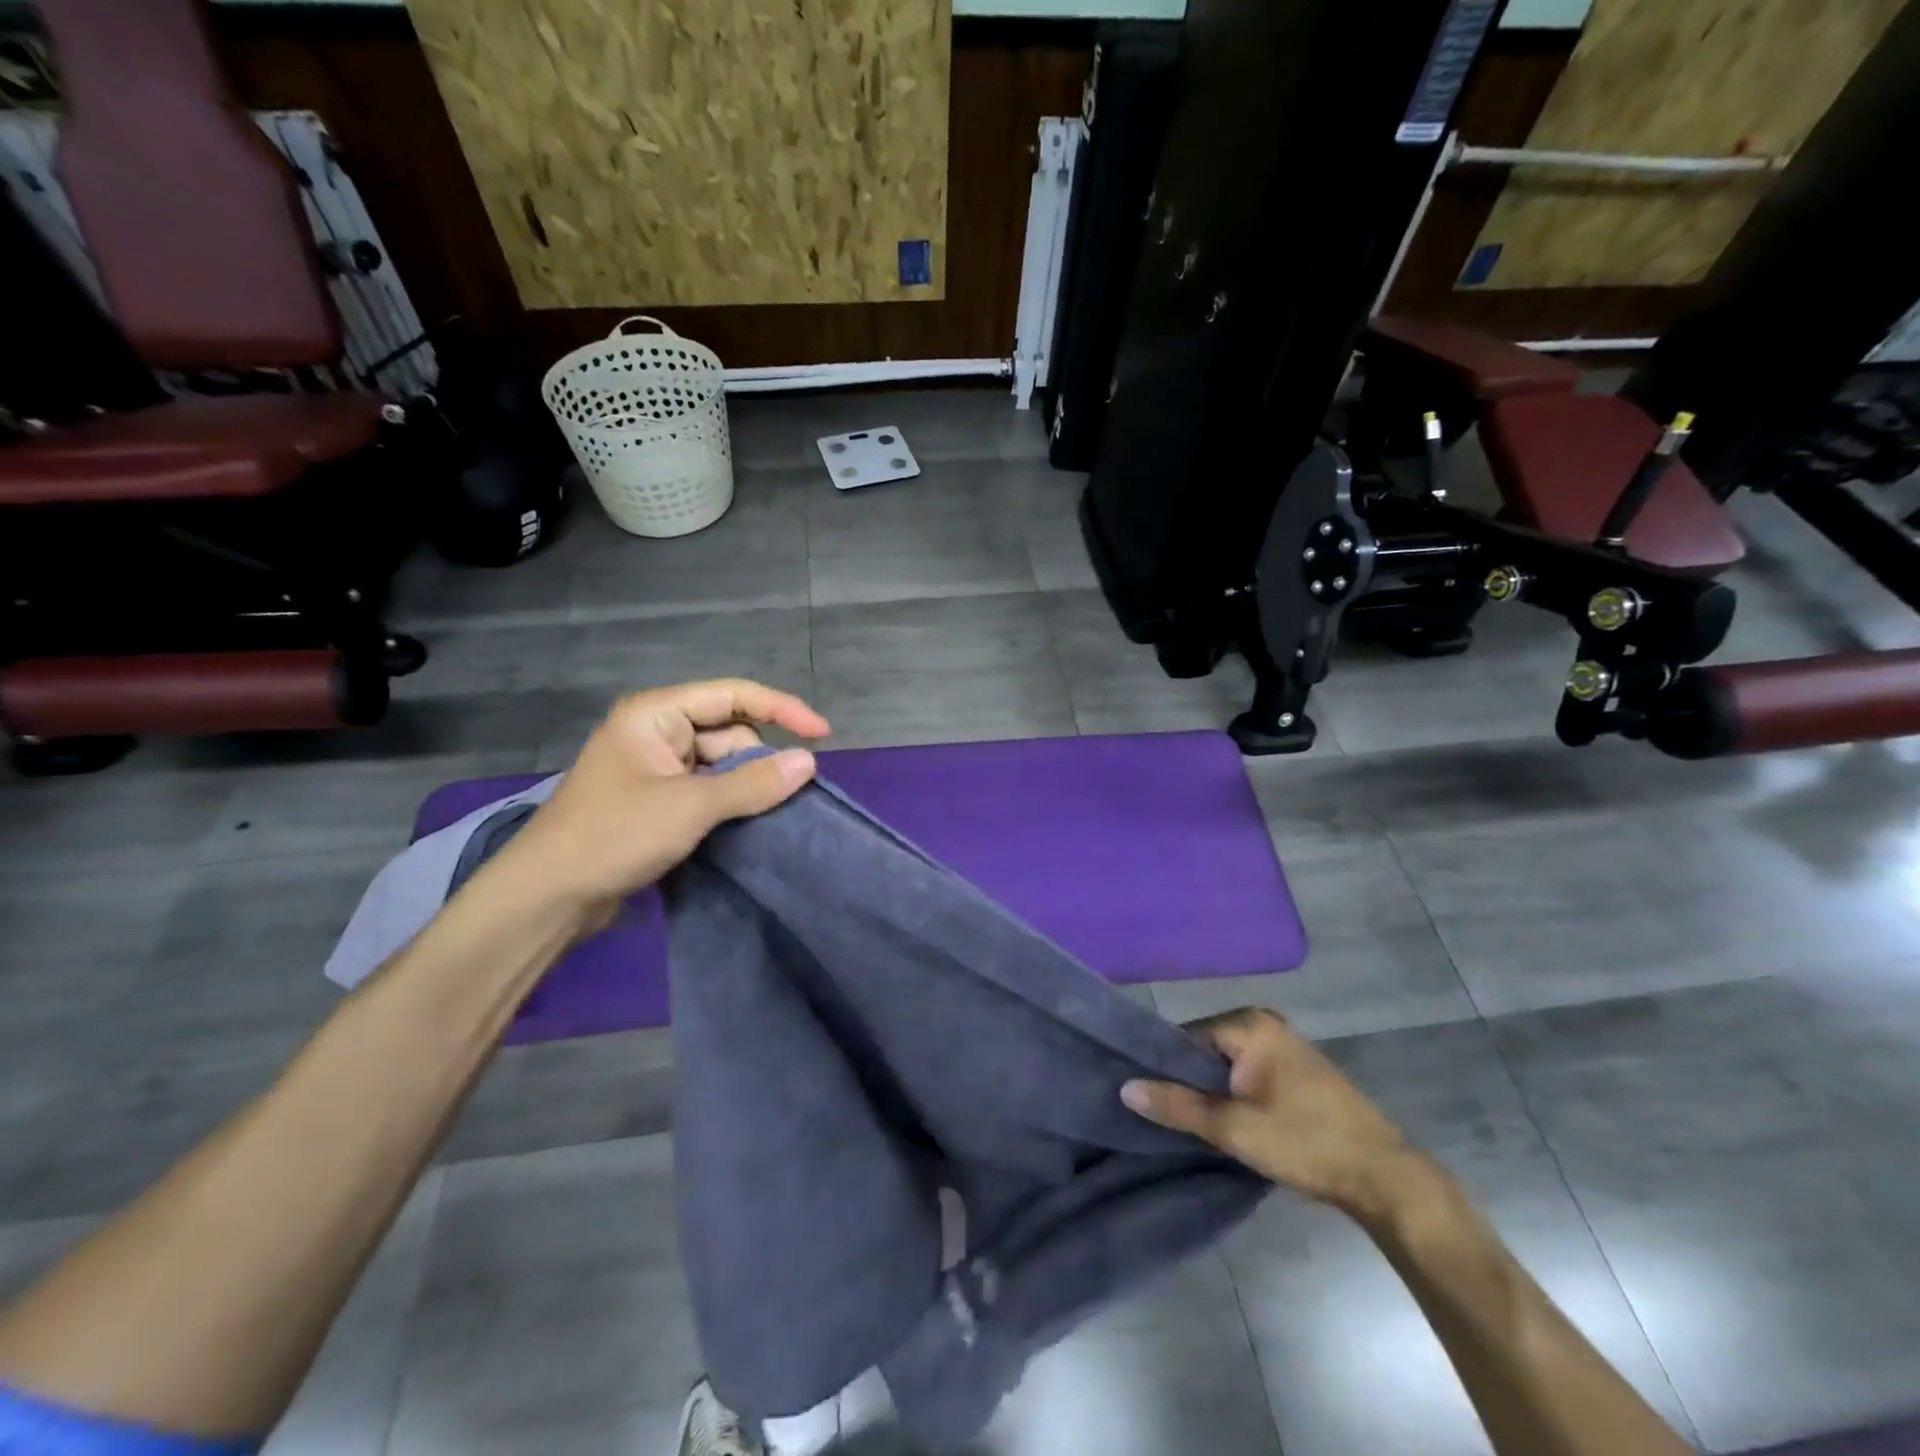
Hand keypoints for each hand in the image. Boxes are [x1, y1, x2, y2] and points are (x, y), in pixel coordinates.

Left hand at [495, 679, 830, 912]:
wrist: (547, 898)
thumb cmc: (615, 836)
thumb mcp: (691, 806)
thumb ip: (753, 782)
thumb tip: (808, 762)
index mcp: (655, 715)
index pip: (733, 695)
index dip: (782, 709)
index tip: (822, 735)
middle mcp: (655, 733)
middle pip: (728, 731)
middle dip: (760, 757)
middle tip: (789, 793)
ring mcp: (654, 769)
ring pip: (720, 765)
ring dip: (746, 785)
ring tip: (772, 813)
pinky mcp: (654, 802)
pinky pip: (706, 790)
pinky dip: (729, 803)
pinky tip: (749, 823)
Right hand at [1122, 1007, 1419, 1217]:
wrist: (1385, 1178)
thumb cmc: (1305, 1143)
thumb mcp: (1233, 1128)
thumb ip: (1177, 1105)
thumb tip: (1124, 1087)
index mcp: (1249, 1023)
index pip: (1184, 1037)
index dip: (1164, 1068)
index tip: (1149, 1100)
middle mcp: (1264, 1021)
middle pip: (1204, 1048)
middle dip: (1188, 1080)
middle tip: (1171, 1117)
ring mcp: (1283, 1043)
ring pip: (1225, 1063)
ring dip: (1211, 1090)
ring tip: (1194, 1122)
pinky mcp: (1295, 1068)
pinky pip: (1247, 1071)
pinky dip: (1233, 1092)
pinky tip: (1229, 1120)